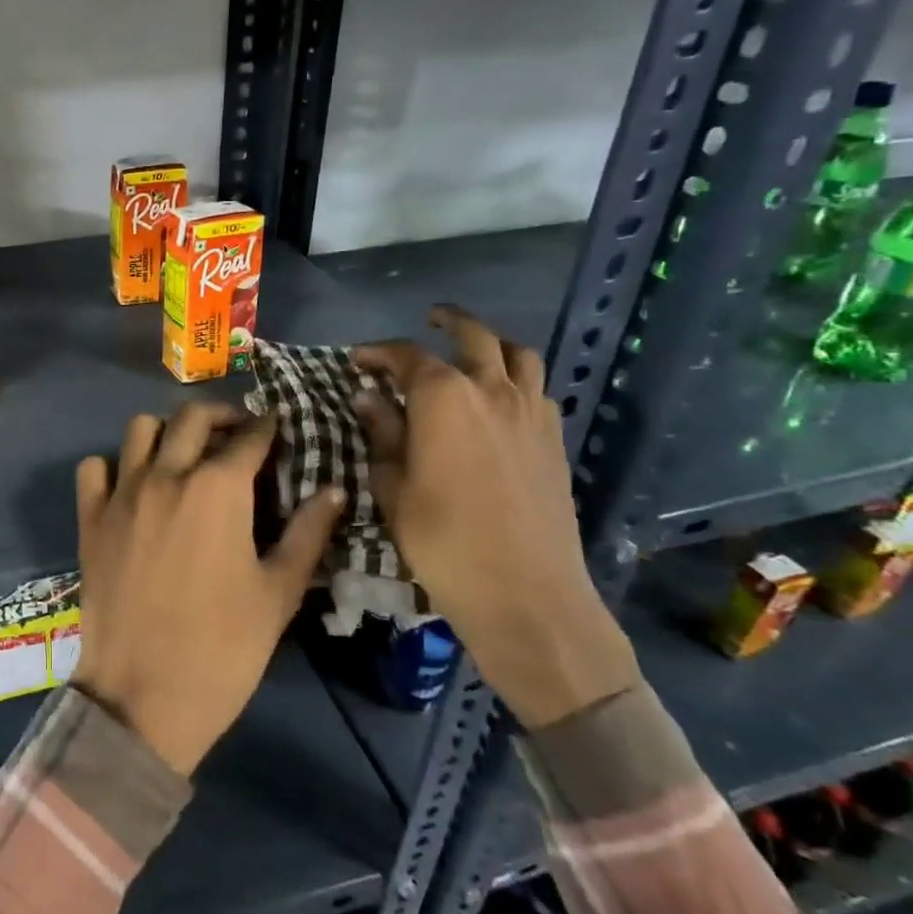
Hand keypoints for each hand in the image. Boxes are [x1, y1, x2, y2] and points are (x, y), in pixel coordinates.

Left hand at [73, 402, 344, 776]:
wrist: (143, 696)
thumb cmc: (223, 648)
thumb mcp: (278, 593)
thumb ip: (308, 534)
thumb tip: (335, 490)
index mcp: (218, 489)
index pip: (250, 437)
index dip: (268, 427)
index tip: (278, 426)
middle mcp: (166, 475)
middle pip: (192, 418)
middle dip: (221, 415)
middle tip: (238, 434)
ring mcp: (122, 493)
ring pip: (140, 429)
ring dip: (167, 431)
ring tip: (184, 454)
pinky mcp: (90, 517)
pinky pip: (95, 468)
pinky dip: (114, 465)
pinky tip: (132, 485)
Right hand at [354, 306, 638, 730]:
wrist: (526, 594)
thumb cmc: (442, 540)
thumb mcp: (393, 487)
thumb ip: (382, 434)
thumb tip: (368, 399)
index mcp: (444, 398)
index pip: (408, 356)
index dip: (379, 352)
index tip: (357, 360)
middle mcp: (492, 391)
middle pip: (474, 337)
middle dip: (449, 322)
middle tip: (429, 319)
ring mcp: (532, 414)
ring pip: (519, 355)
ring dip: (492, 344)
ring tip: (471, 351)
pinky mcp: (555, 440)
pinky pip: (538, 390)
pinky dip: (516, 379)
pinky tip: (498, 400)